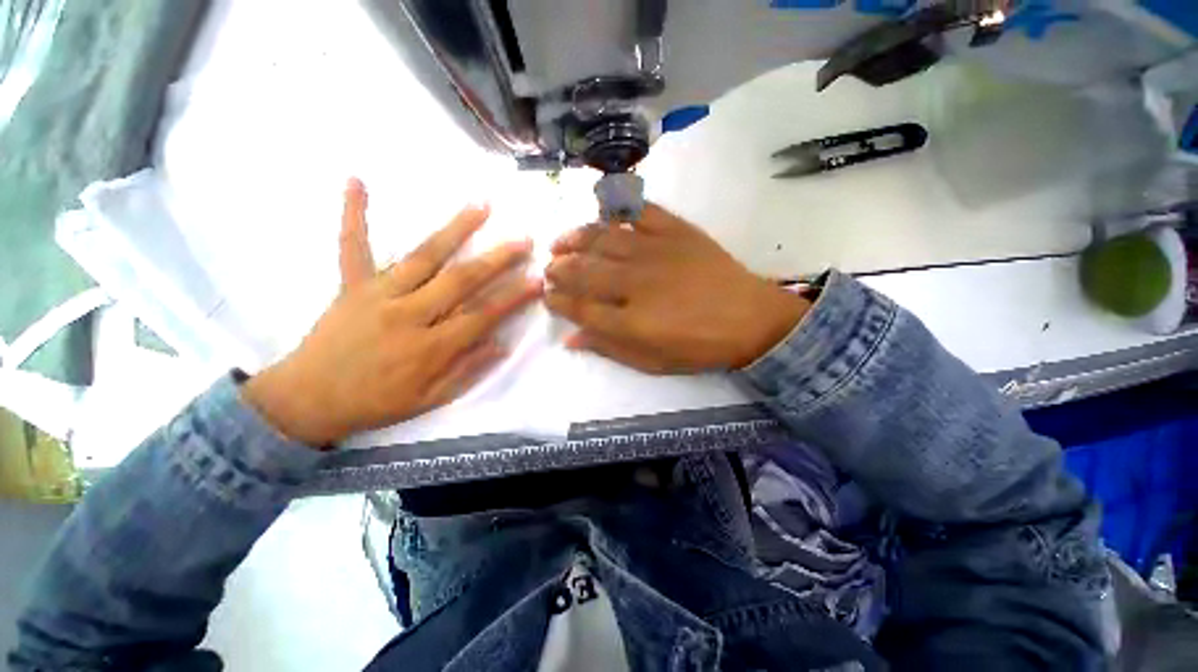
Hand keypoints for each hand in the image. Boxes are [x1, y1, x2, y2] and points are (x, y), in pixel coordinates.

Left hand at [243, 179, 541, 446]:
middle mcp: (408, 314)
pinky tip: (357, 181)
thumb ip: (467, 371)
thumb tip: (501, 344)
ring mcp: (377, 294)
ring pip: (423, 256)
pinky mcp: (351, 285)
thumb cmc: (376, 402)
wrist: (307, 399)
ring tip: (481, 205)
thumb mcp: (429, 399)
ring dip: (455, 229)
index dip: (514, 297)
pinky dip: (355, 214)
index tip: (538, 281)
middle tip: (523, 240)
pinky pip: (352, 246)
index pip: (483, 316)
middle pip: (461, 280)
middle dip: (497, 259)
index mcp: (430, 347)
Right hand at [545, 204, 808, 373]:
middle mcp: (634, 282)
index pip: (578, 308)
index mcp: (629, 321)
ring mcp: (654, 251)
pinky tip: (600, 211)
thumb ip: (610, 348)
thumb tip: (571, 338)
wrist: (750, 319)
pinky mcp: (675, 230)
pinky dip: (616, 207)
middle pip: (583, 271)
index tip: (547, 297)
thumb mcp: (652, 362)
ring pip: (601, 239)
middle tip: (549, 270)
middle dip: (558, 270)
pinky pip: (638, 211)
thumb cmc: (699, 347)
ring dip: (573, 239)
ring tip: (559, 242)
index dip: (557, 302)